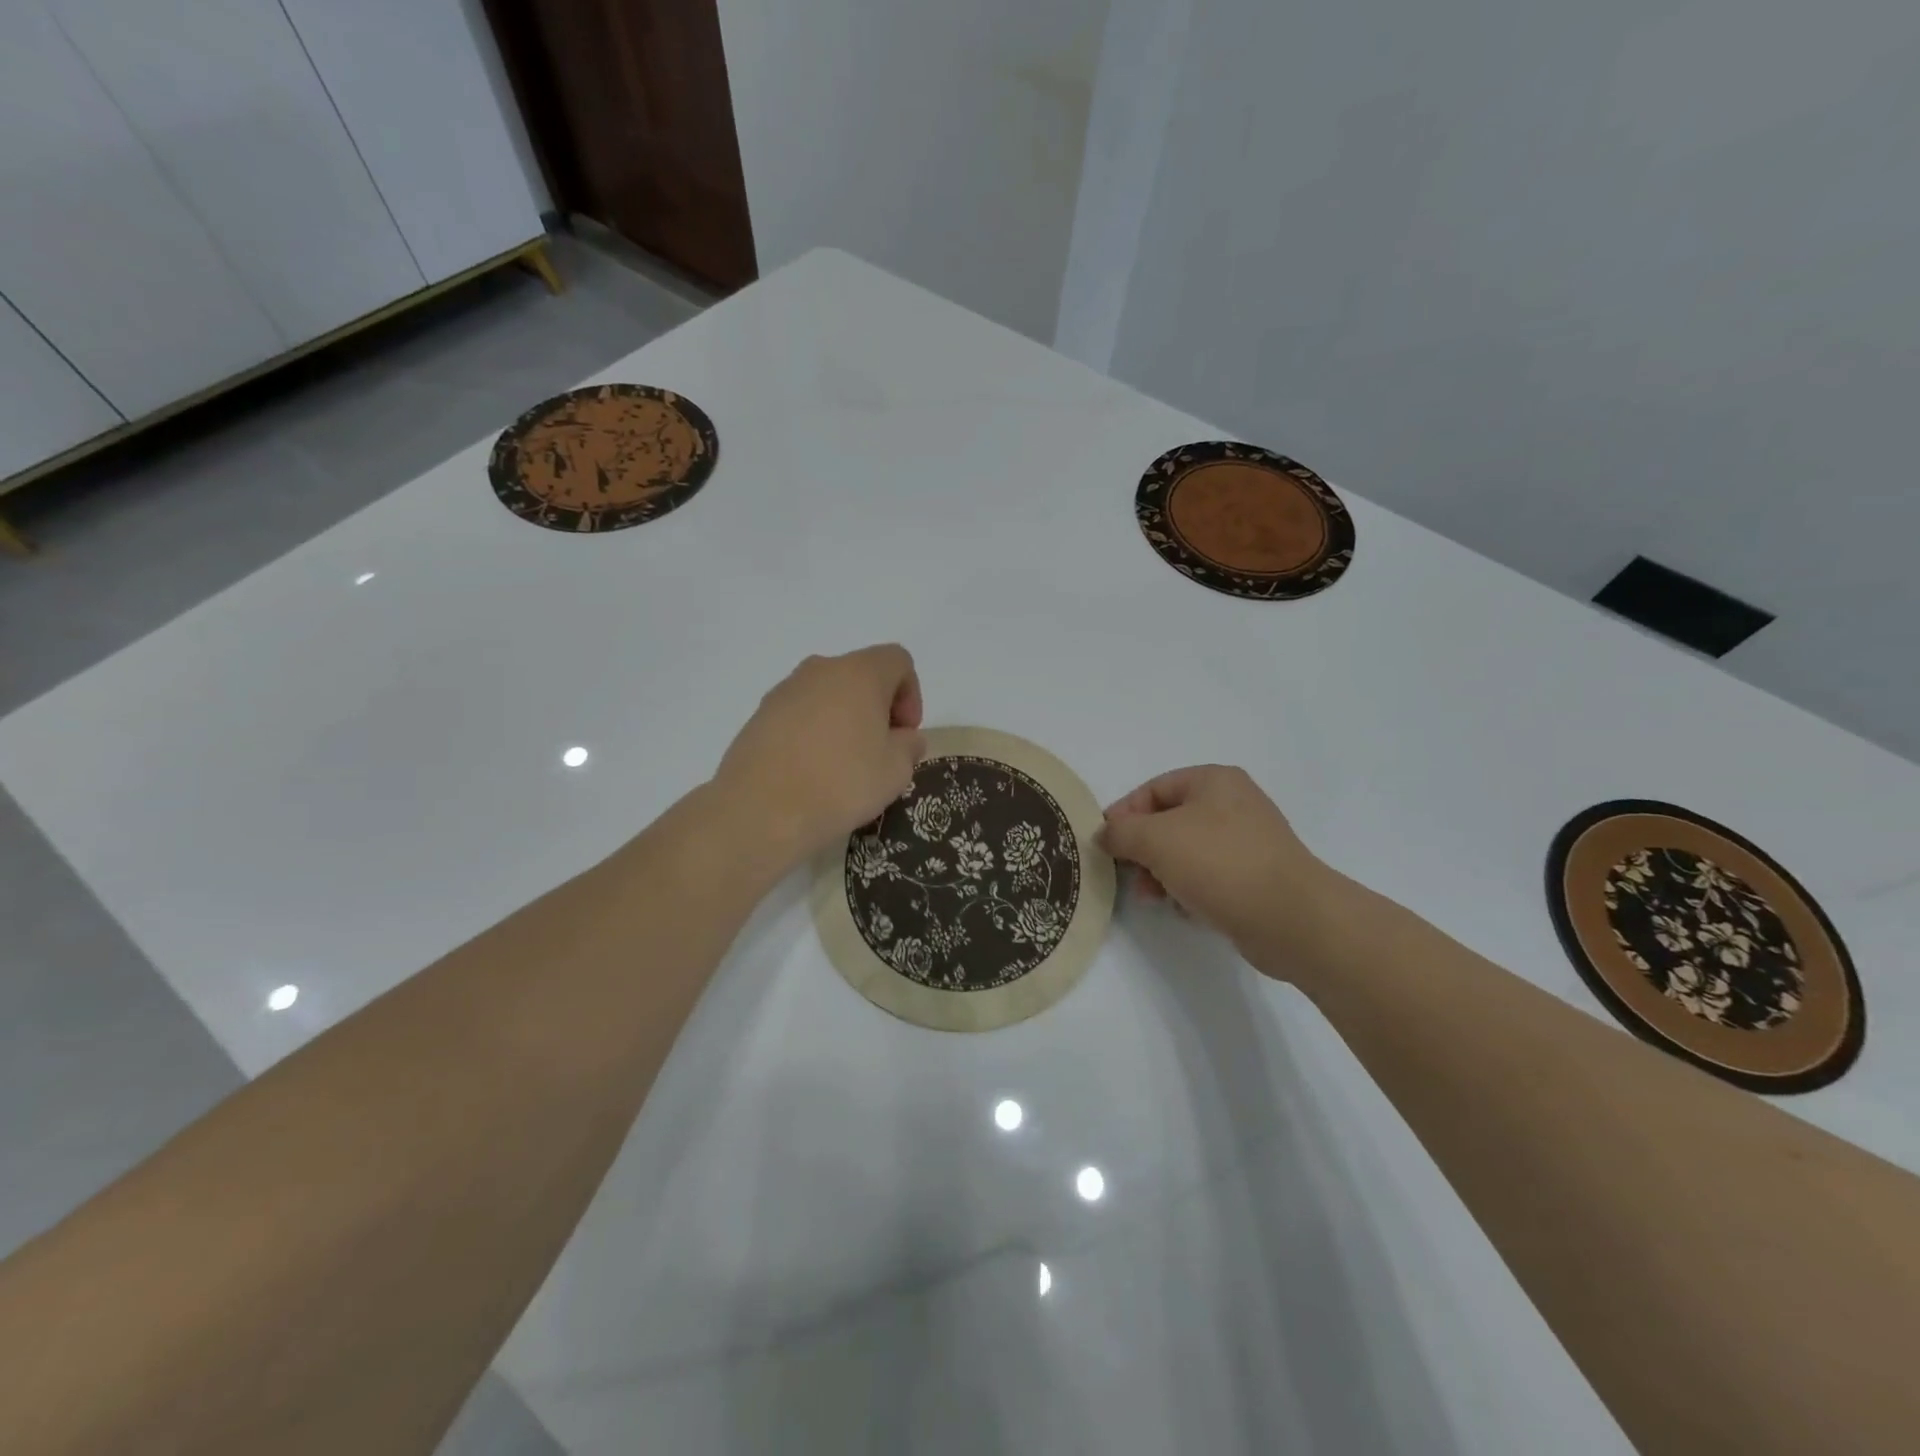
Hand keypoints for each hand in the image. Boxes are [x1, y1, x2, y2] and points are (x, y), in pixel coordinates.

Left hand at [713, 645, 926, 868]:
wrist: (761, 810)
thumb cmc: (841, 784)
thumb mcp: (896, 770)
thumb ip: (909, 746)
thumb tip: (904, 738)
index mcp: (860, 673)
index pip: (897, 660)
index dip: (911, 694)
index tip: (904, 734)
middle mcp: (820, 670)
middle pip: (860, 675)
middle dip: (876, 707)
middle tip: (879, 750)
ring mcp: (785, 690)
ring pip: (827, 694)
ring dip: (843, 720)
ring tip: (843, 765)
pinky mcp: (759, 715)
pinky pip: (799, 714)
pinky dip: (812, 733)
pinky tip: (811, 771)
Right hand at [1100, 765, 1351, 971]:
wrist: (1291, 919)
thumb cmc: (1220, 864)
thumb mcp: (1156, 839)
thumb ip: (1121, 832)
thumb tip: (1104, 835)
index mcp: (1214, 781)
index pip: (1153, 788)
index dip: (1124, 813)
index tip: (1105, 844)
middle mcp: (1233, 804)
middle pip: (1169, 820)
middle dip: (1142, 848)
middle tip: (1128, 875)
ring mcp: (1248, 841)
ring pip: (1187, 851)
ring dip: (1161, 872)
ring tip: (1152, 897)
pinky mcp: (1255, 876)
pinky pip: (1209, 875)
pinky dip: (1188, 888)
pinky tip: (1183, 909)